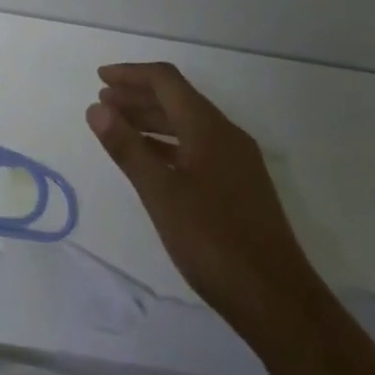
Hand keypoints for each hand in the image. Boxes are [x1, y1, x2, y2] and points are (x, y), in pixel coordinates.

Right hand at [87, 62, 324, 341]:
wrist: (278, 301)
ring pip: (187, 124)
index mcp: (209, 128)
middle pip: (177, 99)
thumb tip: (96, 108)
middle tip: (102, 102)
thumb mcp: (160, 193)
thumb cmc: (214, 241)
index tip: (100, 77)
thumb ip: (127, 148)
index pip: (166, 81)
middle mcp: (226, 135)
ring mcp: (237, 162)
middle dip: (138, 95)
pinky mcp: (240, 186)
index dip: (131, 74)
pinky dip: (168, 143)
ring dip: (151, 119)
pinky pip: (197, 147)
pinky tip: (151, 160)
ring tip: (118, 126)